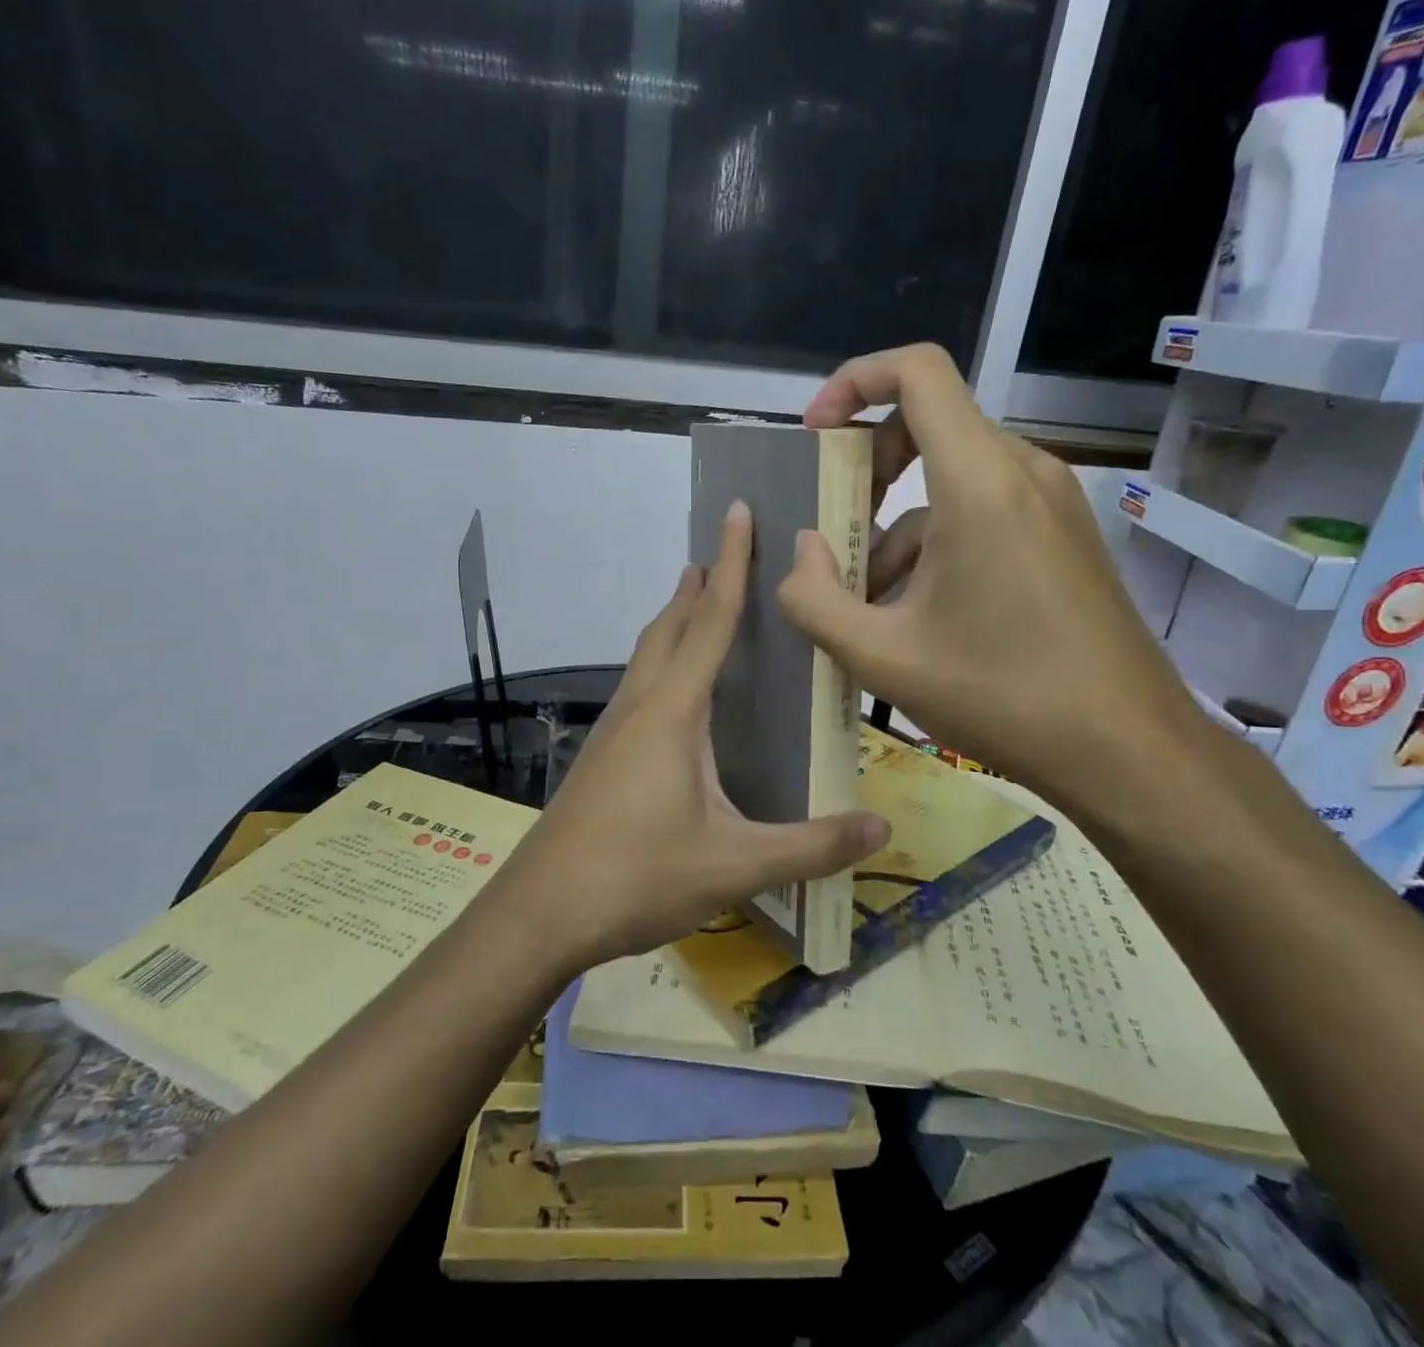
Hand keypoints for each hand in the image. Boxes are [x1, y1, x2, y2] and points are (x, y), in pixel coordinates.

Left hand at [501, 500, 889, 970]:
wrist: (541, 912)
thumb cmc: (637, 876)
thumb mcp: (734, 865)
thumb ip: (810, 847)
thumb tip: (882, 829)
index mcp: (674, 711)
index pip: (711, 620)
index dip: (731, 564)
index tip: (737, 511)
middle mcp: (640, 705)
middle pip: (671, 626)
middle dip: (699, 584)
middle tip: (723, 553)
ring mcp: (613, 730)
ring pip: (648, 655)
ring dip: (675, 621)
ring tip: (698, 603)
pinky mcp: (602, 755)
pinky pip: (638, 686)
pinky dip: (662, 662)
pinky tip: (674, 695)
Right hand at [775, 343, 1204, 822]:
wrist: (1127, 751)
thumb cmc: (1001, 696)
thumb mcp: (881, 657)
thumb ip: (814, 600)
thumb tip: (801, 552)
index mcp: (979, 481)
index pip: (917, 372)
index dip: (854, 382)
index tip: (815, 436)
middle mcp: (1022, 472)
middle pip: (929, 425)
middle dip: (866, 471)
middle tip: (832, 530)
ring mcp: (1051, 504)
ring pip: (951, 482)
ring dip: (895, 529)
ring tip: (869, 608)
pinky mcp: (1062, 537)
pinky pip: (983, 513)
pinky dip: (937, 546)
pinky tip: (920, 619)